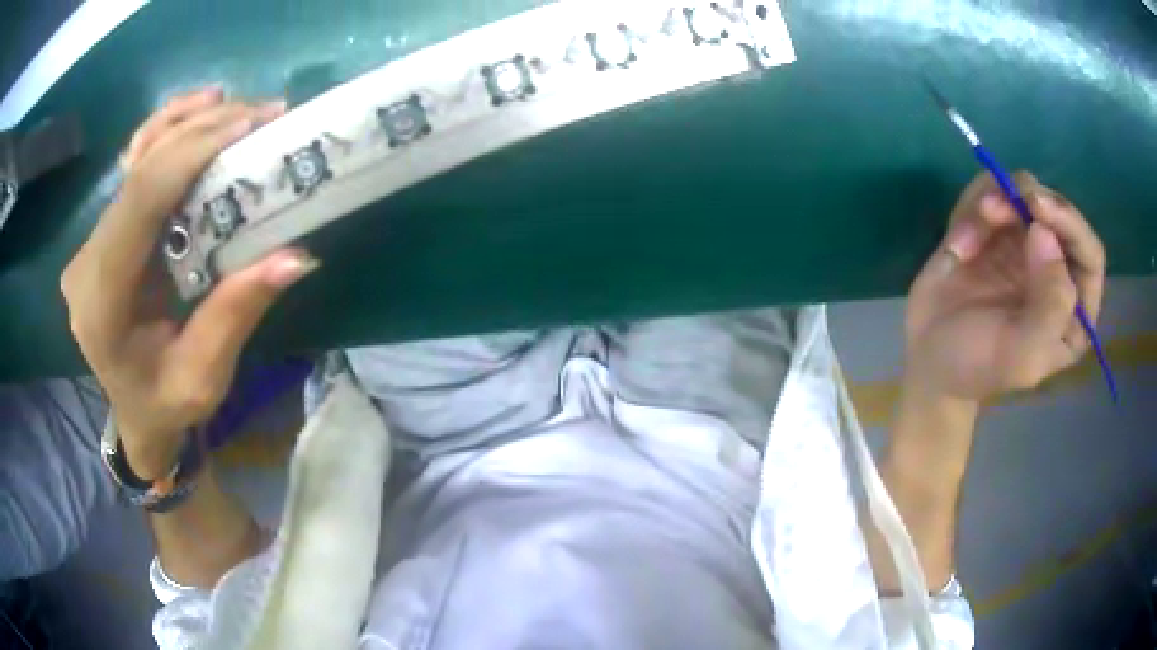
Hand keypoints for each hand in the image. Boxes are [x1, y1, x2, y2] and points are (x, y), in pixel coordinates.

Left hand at [62, 88, 316, 478]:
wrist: (135, 413)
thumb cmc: (165, 405)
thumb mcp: (203, 377)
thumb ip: (235, 314)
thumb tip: (295, 256)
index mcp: (101, 303)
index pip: (139, 203)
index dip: (189, 154)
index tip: (247, 126)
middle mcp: (87, 261)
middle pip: (139, 171)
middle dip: (200, 131)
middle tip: (263, 114)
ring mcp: (92, 241)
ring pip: (134, 158)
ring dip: (185, 123)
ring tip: (234, 108)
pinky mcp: (105, 231)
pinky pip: (133, 167)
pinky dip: (166, 134)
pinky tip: (199, 115)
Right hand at [904, 171, 1105, 401]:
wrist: (926, 356)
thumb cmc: (977, 366)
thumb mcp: (1019, 356)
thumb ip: (1047, 308)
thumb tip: (1045, 234)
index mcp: (1073, 311)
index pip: (1090, 255)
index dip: (1070, 226)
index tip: (1037, 211)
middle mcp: (1057, 271)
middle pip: (1059, 214)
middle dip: (1030, 202)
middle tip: (994, 209)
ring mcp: (1026, 245)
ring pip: (1025, 192)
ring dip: (998, 201)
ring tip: (968, 235)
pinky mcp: (995, 228)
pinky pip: (992, 191)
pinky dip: (972, 208)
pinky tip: (958, 244)